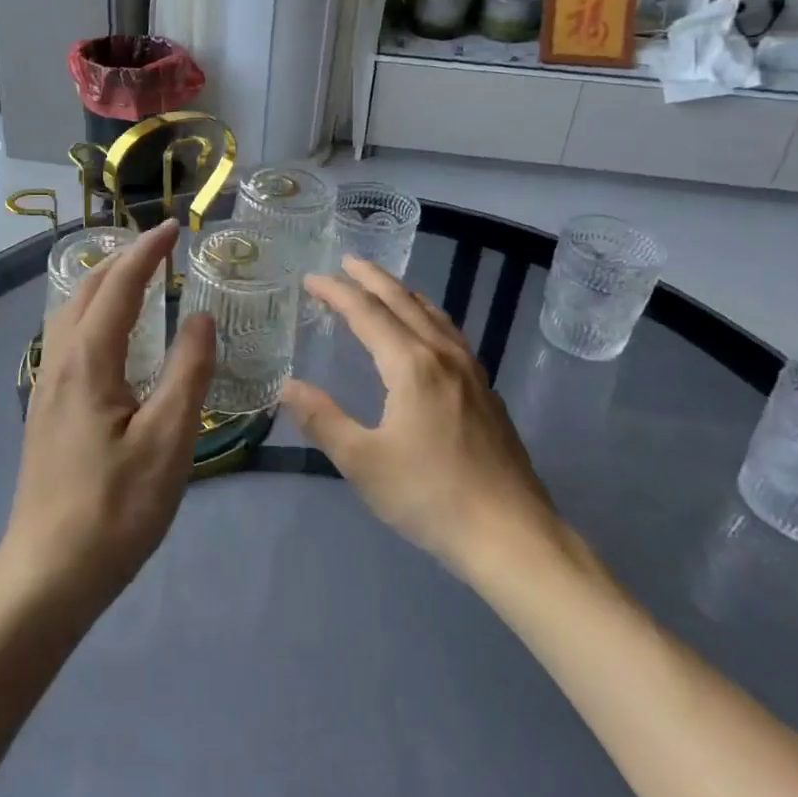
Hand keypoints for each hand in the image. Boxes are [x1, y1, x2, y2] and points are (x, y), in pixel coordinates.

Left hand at [0, 221, 214, 610]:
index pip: (119, 285)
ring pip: (71, 313)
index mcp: (88, 360)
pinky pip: (68, 338)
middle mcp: (60, 361)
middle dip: (122, 259)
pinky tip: (113, 336)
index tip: (175, 227)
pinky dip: (94, 313)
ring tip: (138, 278)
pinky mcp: (46, 409)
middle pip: (86, 290)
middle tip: (160, 246)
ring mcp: (46, 386)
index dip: (147, 251)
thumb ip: (188, 372)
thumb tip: (200, 316)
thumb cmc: (116, 508)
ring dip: (104, 284)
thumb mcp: (169, 440)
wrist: (48, 572)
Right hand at [281, 257, 569, 576]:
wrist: (510, 534)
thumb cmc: (429, 495)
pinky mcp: (485, 391)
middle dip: (372, 279)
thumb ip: (322, 419)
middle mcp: (442, 355)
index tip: (311, 279)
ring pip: (433, 314)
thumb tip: (287, 387)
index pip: (366, 313)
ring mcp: (471, 371)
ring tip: (384, 285)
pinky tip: (428, 331)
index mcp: (411, 365)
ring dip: (403, 293)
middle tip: (347, 262)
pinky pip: (450, 333)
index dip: (336, 292)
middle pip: (403, 302)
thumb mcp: (362, 462)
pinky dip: (428, 315)